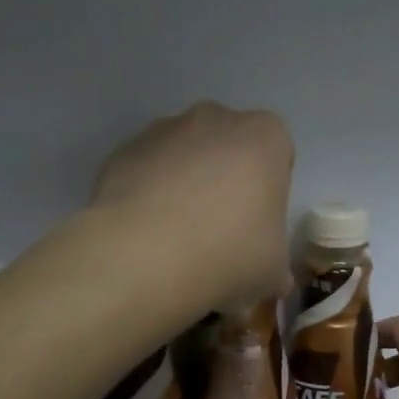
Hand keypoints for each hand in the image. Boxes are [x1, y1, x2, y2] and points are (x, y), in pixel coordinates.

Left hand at [92, 102, 294, 310]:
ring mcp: (163, 130)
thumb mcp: (273, 273)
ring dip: (182, 187)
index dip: (266, 197)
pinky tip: (143, 237)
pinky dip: (146, 196)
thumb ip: (276, 268)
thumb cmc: (230, 254)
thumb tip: (274, 280)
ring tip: (174, 240)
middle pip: (226, 150)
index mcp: (265, 137)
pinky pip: (144, 172)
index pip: (276, 159)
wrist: (145, 256)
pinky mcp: (122, 151)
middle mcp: (215, 119)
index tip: (254, 231)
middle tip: (217, 235)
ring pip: (182, 158)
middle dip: (223, 183)